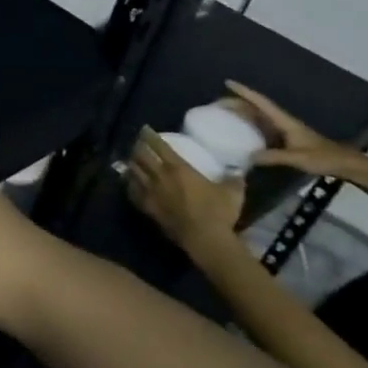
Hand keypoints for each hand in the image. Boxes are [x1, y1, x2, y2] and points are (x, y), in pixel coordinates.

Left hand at [126, 126, 245, 259]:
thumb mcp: (232, 192)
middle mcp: (159, 176)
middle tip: (137, 143)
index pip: (159, 146)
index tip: (144, 129)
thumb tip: (238, 170)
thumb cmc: (218, 212)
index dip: (150, 136)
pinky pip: (132, 191)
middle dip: (137, 147)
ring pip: (133, 171)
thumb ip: (233, 179)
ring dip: (131, 163)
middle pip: (141, 156)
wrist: (204, 238)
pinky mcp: (145, 206)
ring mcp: (149, 191)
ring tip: (131, 160)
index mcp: (178, 168)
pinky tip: (130, 182)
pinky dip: (129, 183)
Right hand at [225, 81, 352, 176]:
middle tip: (217, 102)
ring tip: (224, 114)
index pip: (262, 103)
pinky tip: (240, 133)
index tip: (228, 83)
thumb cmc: (324, 157)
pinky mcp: (285, 140)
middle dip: (238, 102)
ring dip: (242, 113)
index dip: (245, 92)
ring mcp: (284, 131)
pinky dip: (249, 126)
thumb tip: (247, 157)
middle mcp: (282, 122)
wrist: (346, 165)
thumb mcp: (298, 158)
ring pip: (259, 117)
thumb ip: (273, 157)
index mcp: (284, 121)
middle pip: (257, 107)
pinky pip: (262, 128)